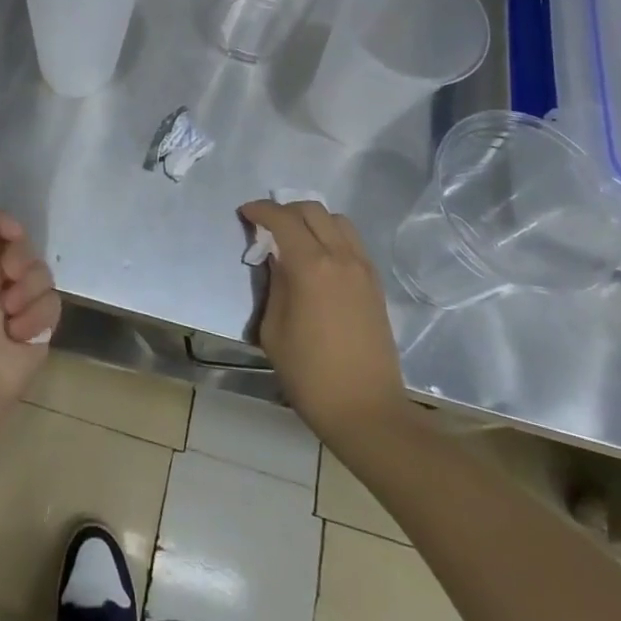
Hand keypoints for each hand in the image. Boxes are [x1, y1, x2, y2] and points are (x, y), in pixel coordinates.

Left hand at [0, 179, 61, 405]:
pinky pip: (52, 306)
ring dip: (26, 294)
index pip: (2, 228)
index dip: (8, 228)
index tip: (9, 234)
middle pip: (26, 250)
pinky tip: (18, 335)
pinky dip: (35, 319)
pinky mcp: (36, 330)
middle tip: (4, 279)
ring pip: (43, 276)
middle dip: (19, 263)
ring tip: (8, 316)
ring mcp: (16, 306)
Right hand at [239, 200, 405, 446]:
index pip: (282, 219)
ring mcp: (362, 268)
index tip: (245, 213)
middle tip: (268, 226)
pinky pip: (352, 241)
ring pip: (337, 220)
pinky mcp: (375, 283)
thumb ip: (274, 285)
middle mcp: (340, 257)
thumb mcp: (273, 330)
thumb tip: (276, 260)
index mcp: (310, 266)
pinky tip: (320, 259)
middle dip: (285, 210)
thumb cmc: (310, 375)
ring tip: (296, 239)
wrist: (367, 411)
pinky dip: (332, 236)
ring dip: (312, 220)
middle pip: (312, 210)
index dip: (260, 210)